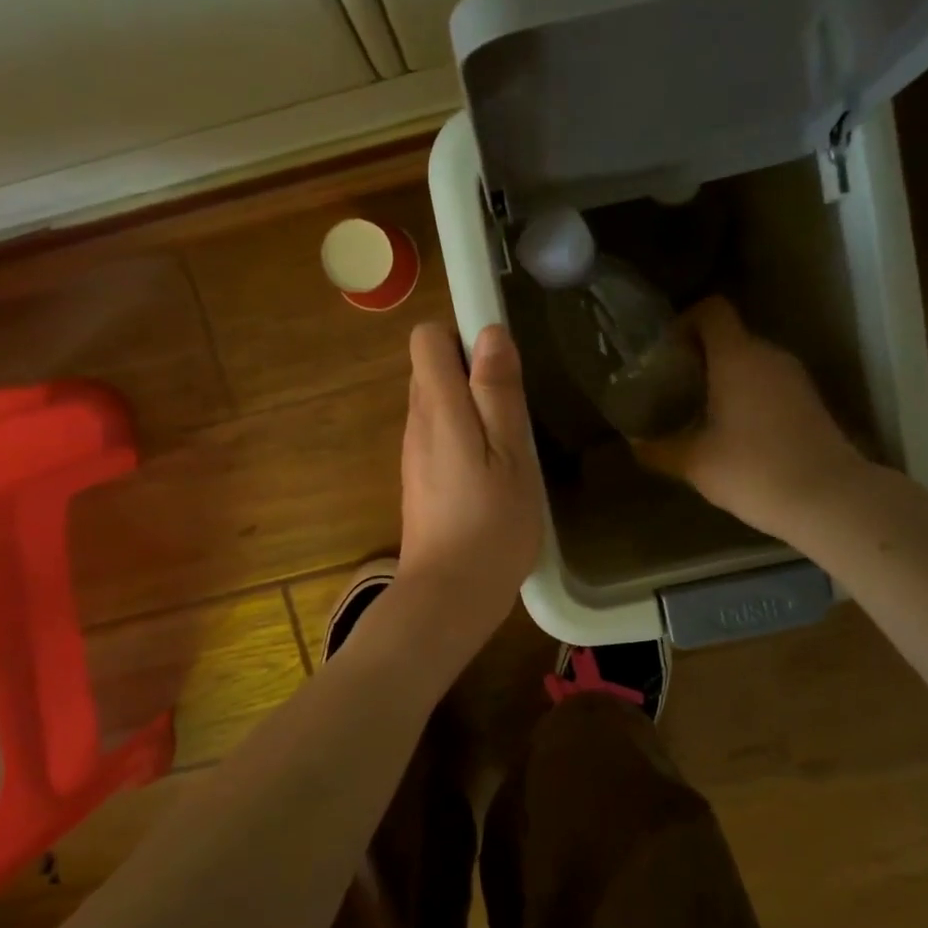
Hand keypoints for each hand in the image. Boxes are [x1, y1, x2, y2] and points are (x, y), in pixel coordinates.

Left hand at [395, 321, 543, 636]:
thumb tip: (489, 332)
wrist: (449, 594)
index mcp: (438, 409)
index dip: (461, 335)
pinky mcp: (419, 477)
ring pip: (437, 402)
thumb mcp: (511, 454)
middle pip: (432, 368)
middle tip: (513, 407)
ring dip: (471, 406)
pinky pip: (439, 433)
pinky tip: (491, 470)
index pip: (426, 339)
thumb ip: (498, 393)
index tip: (499, 361)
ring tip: (509, 442)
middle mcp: (417, 422)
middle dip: (471, 371)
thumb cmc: (492, 525)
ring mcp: (414, 452)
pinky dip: (464, 435)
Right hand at [638, 298, 868, 540]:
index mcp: (737, 357)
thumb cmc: (753, 470)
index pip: (712, 311)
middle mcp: (769, 356)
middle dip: (699, 355)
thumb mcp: (696, 464)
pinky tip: (733, 431)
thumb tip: (635, 444)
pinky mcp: (810, 401)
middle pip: (730, 337)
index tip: (666, 350)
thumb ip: (660, 449)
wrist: (828, 499)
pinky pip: (770, 383)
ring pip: (751, 362)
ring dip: (724, 377)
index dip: (686, 320)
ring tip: (699, 410)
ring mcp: (795, 378)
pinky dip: (747, 395)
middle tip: (674, 386)